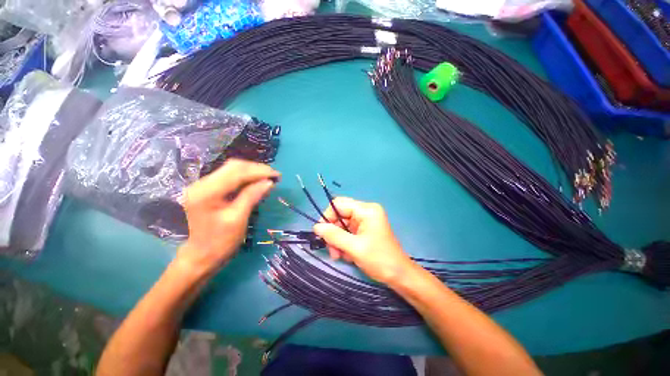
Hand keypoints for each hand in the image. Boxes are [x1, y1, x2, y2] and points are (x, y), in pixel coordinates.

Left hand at [177, 159, 279, 275]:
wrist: (201, 256)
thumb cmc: (220, 242)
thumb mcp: (238, 219)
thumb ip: (252, 196)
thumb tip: (269, 182)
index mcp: (206, 192)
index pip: (236, 173)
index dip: (259, 171)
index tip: (277, 175)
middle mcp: (201, 184)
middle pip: (233, 167)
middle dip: (256, 169)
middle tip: (275, 176)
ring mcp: (203, 185)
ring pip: (232, 170)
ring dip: (252, 172)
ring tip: (268, 177)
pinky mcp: (208, 189)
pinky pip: (230, 177)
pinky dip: (246, 177)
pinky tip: (256, 182)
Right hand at [313, 197, 416, 284]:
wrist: (399, 275)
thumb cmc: (379, 259)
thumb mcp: (354, 247)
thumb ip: (334, 235)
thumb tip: (316, 227)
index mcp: (366, 210)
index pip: (339, 204)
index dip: (327, 216)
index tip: (321, 233)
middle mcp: (365, 212)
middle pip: (340, 215)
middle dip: (333, 232)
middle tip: (331, 250)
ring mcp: (365, 221)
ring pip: (341, 225)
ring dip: (337, 240)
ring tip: (338, 256)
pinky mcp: (364, 230)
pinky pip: (347, 232)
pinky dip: (343, 243)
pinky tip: (346, 255)